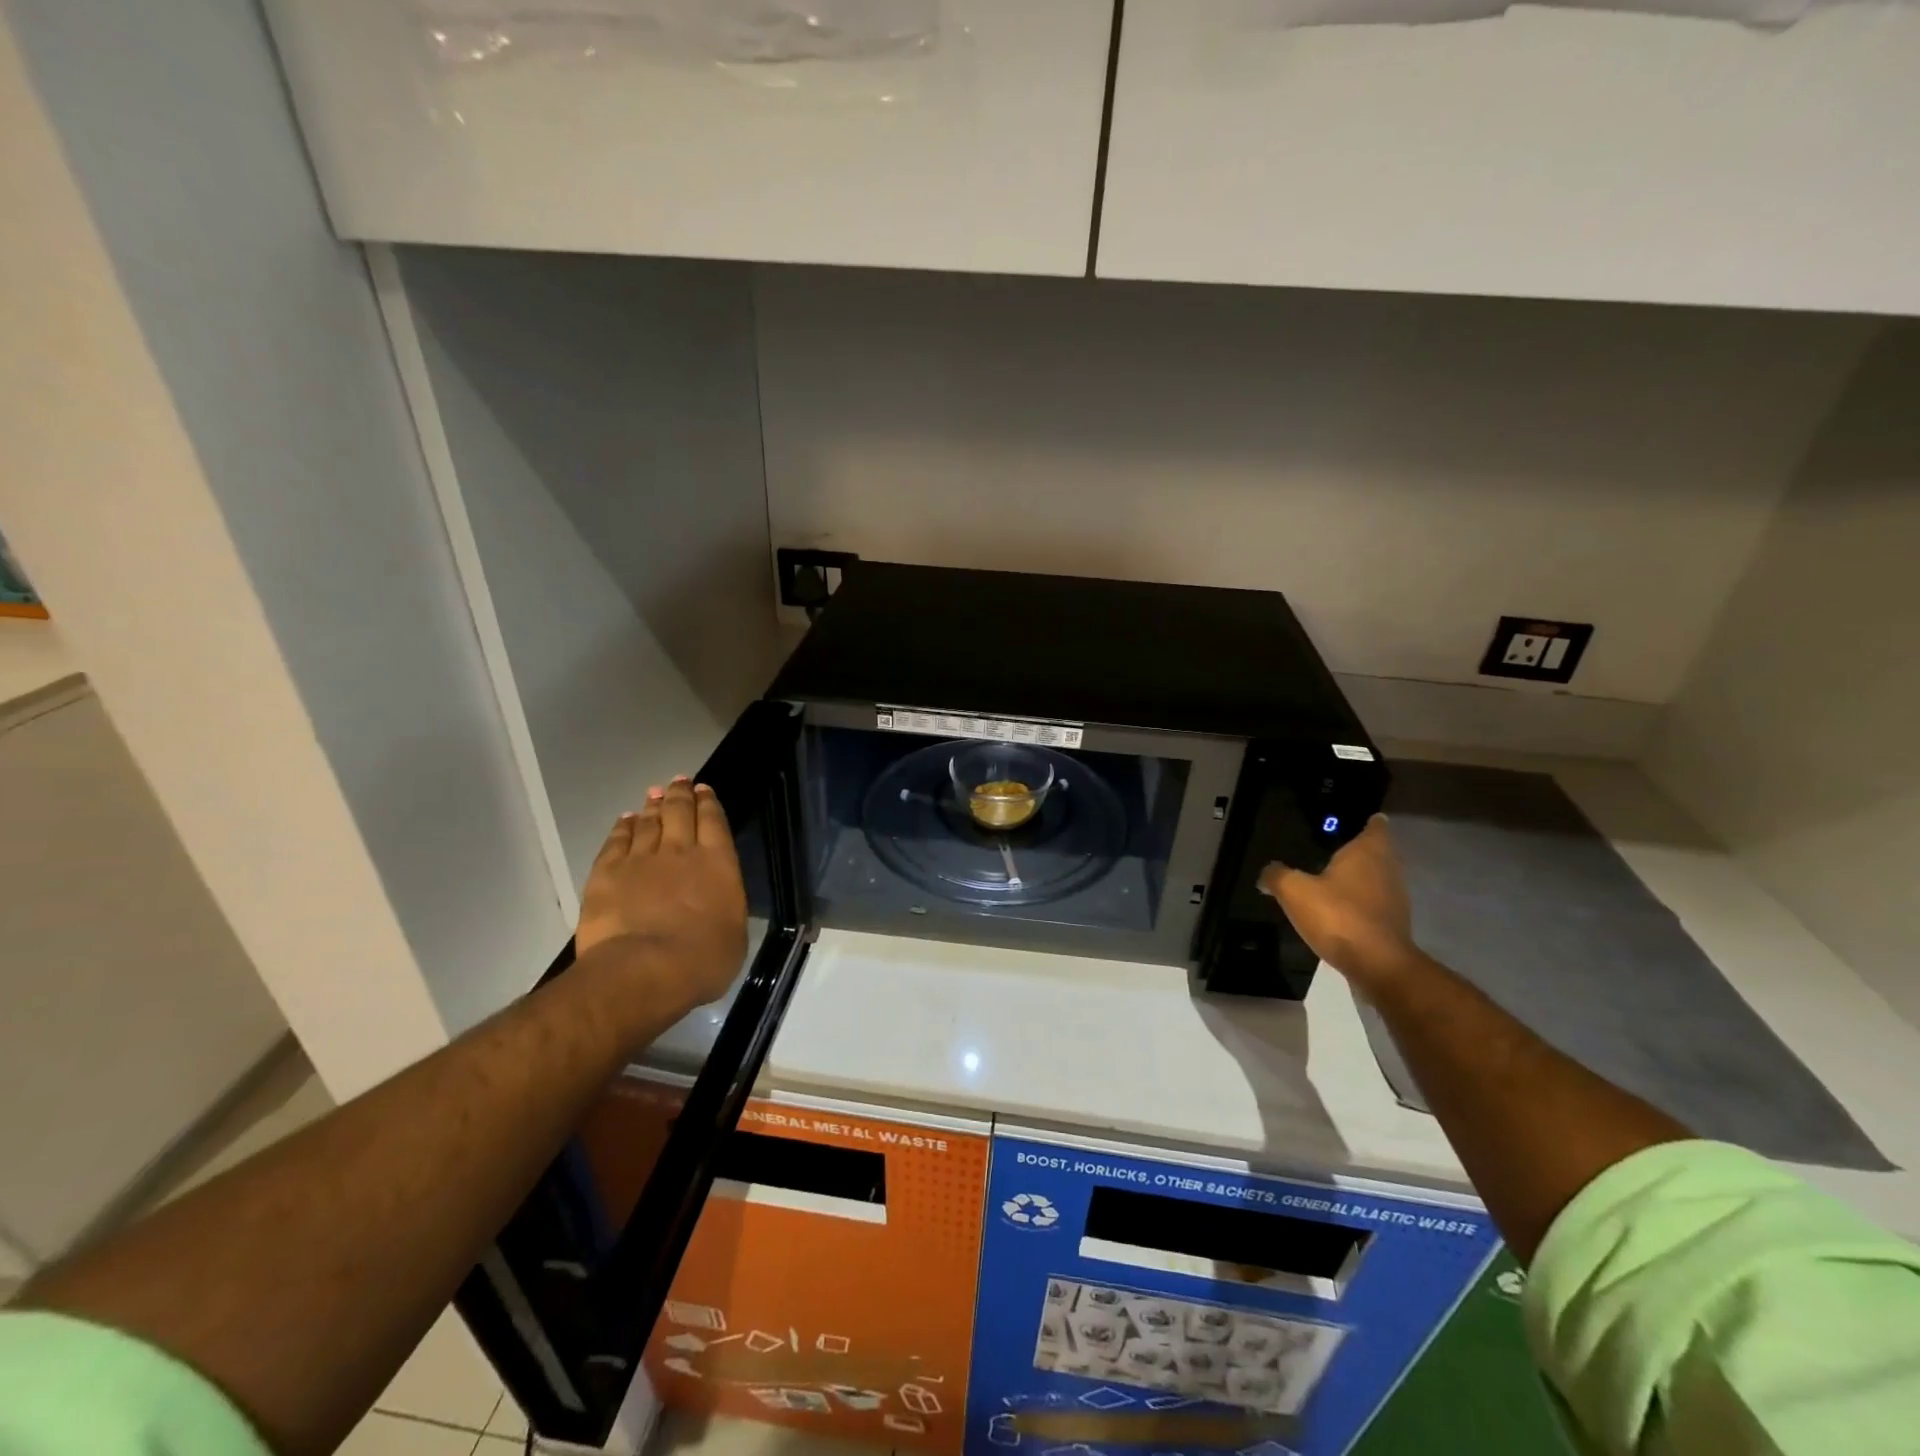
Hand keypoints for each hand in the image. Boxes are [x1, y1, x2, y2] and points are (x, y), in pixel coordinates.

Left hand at [577, 778, 748, 1010]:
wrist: (644, 970)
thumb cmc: (703, 960)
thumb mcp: (734, 933)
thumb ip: (725, 905)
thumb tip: (717, 899)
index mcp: (718, 863)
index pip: (714, 822)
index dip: (708, 803)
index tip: (704, 789)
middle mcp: (681, 851)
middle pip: (680, 812)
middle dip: (680, 794)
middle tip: (679, 781)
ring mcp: (641, 860)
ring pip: (648, 822)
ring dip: (652, 806)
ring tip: (653, 794)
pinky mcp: (607, 874)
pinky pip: (616, 842)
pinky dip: (622, 828)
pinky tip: (625, 820)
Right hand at [1259, 815, 1417, 987]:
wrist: (1378, 966)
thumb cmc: (1338, 916)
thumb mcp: (1294, 891)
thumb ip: (1277, 875)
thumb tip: (1266, 873)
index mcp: (1368, 852)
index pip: (1374, 825)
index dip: (1364, 820)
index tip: (1348, 819)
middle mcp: (1388, 869)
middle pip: (1376, 851)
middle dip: (1357, 849)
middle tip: (1328, 847)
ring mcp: (1394, 898)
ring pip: (1375, 877)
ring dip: (1358, 877)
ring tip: (1328, 877)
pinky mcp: (1392, 923)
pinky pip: (1373, 902)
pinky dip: (1358, 901)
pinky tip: (1335, 908)